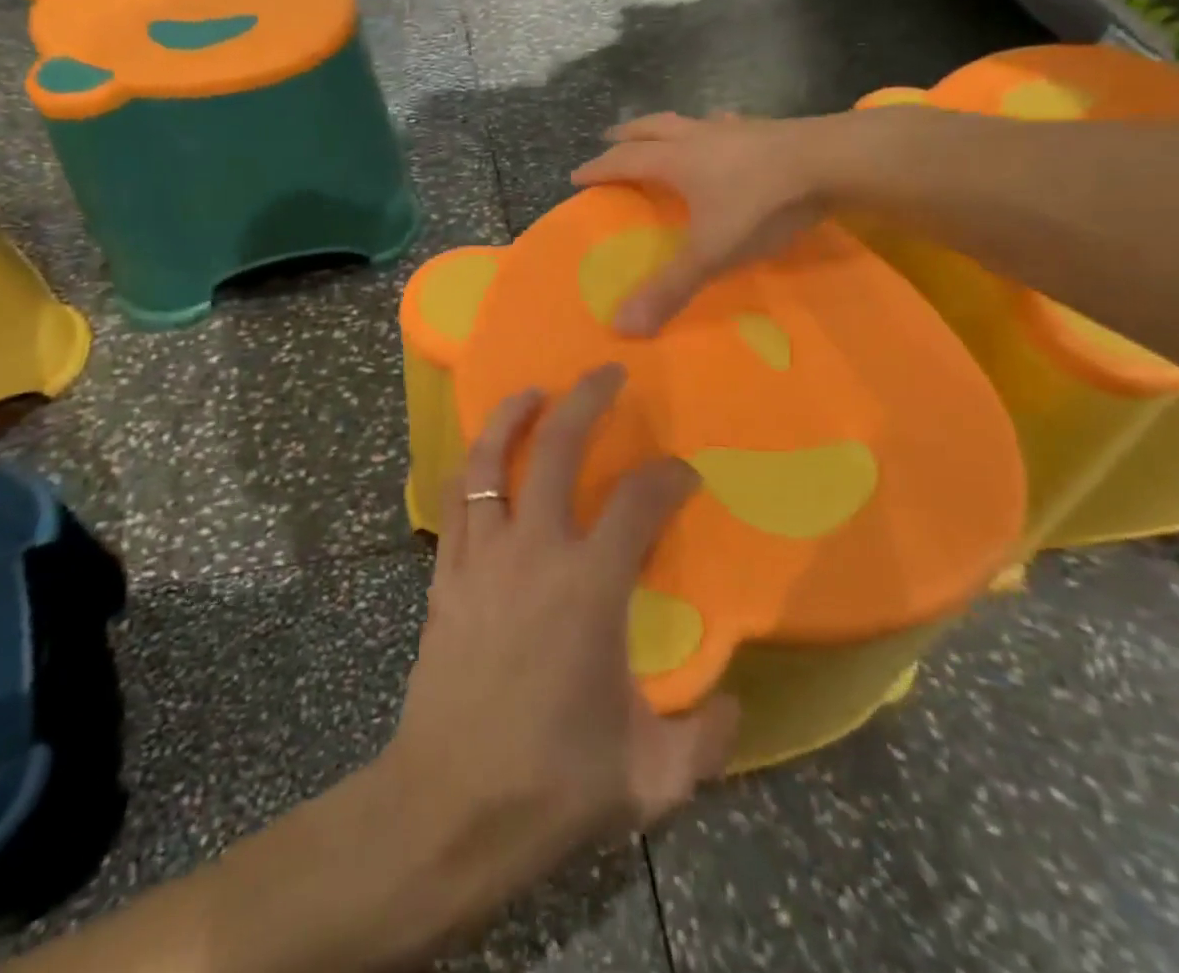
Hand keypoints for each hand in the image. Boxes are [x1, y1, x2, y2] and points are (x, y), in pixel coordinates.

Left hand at [386, 366, 737, 906]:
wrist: (447, 807)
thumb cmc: (551, 785)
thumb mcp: (651, 778)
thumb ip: (706, 739)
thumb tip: (734, 706)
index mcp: (590, 588)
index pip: (640, 503)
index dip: (668, 478)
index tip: (684, 475)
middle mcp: (534, 551)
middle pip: (559, 448)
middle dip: (586, 399)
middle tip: (606, 372)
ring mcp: (481, 555)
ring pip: (491, 460)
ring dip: (512, 416)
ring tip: (532, 391)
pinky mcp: (445, 571)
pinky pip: (454, 499)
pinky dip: (470, 467)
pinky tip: (482, 460)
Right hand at [572, 112, 829, 334]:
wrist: (835, 161)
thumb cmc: (763, 203)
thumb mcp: (712, 253)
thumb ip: (670, 288)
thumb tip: (622, 327)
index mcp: (677, 162)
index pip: (624, 161)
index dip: (599, 169)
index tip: (576, 175)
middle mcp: (700, 138)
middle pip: (652, 128)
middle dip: (627, 134)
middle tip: (610, 138)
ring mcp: (736, 129)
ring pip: (691, 121)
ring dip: (670, 127)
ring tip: (665, 134)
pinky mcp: (770, 129)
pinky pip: (730, 124)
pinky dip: (717, 128)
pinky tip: (728, 132)